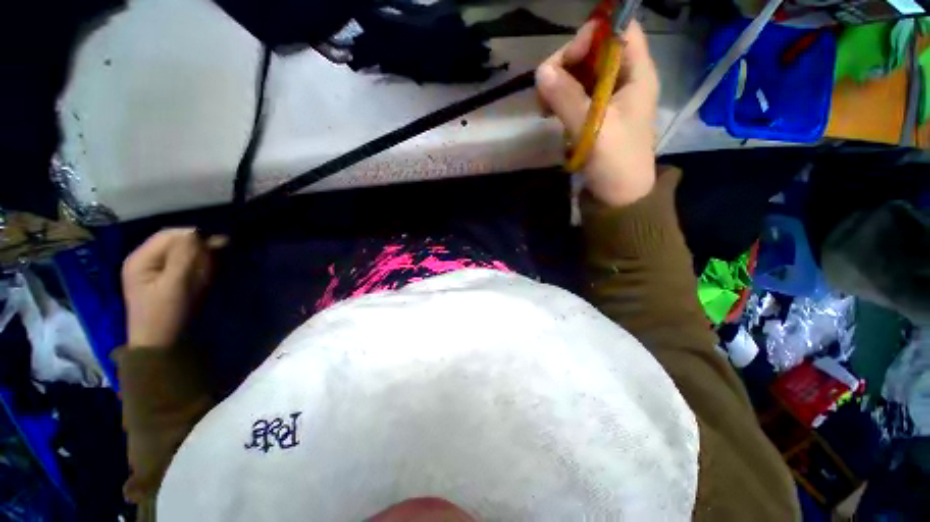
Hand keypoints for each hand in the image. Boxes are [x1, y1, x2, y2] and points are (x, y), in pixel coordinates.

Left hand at [122, 229, 226, 348]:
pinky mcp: (168, 280)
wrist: (162, 344)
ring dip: (201, 261)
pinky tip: (204, 278)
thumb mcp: (175, 284)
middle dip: (198, 250)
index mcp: (141, 259)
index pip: (170, 235)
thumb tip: (196, 233)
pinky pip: (187, 266)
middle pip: (177, 243)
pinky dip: (199, 269)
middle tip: (215, 263)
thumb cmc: (165, 314)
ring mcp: (157, 271)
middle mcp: (147, 260)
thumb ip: (184, 257)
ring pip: (185, 254)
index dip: (193, 237)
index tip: (218, 245)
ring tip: (208, 275)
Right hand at [536, 20, 659, 206]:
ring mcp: (607, 98)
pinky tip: (548, 113)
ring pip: (580, 73)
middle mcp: (623, 79)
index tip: (567, 59)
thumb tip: (541, 72)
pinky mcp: (593, 115)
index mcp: (637, 75)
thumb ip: (568, 99)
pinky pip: (573, 95)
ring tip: (543, 106)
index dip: (593, 35)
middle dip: (566, 63)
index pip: (619, 31)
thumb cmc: (616, 163)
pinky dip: (558, 99)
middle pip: (594, 50)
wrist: (619, 197)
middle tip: (545, 88)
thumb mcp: (594, 129)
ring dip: (558, 83)